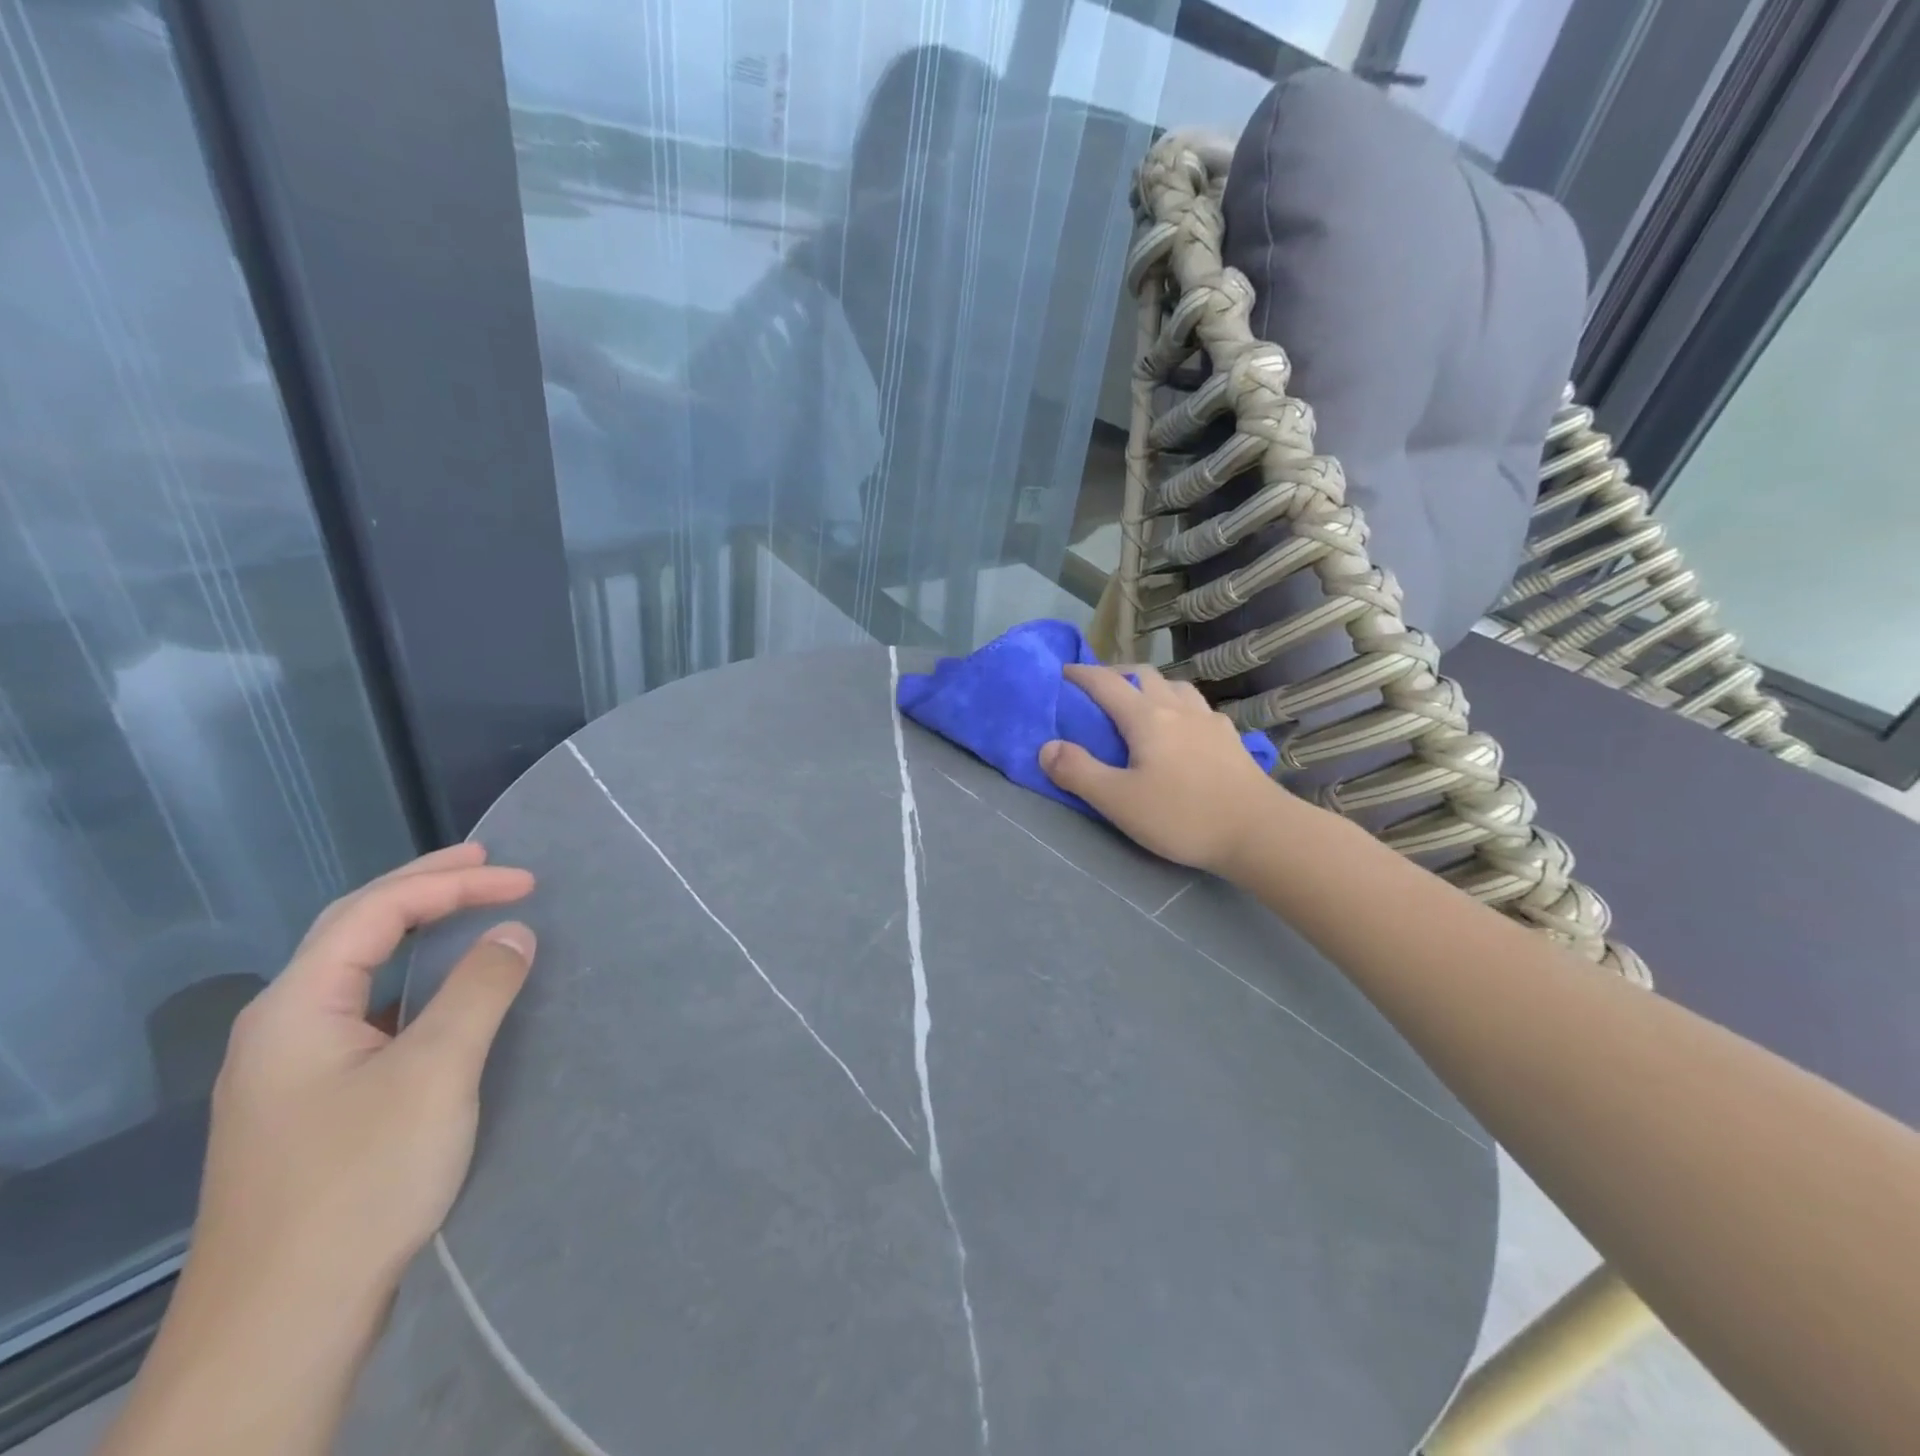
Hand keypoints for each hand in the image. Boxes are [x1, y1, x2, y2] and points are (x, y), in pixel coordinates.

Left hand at [194, 843, 537, 1308]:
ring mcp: (291, 1070)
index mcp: (295, 1008)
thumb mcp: (434, 1073)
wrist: (281, 1324)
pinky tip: (441, 995)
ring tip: (469, 910)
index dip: (453, 882)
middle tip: (488, 863)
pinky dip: (413, 980)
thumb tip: (514, 930)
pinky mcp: (313, 1104)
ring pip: (357, 972)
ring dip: (416, 931)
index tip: (525, 880)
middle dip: (425, 888)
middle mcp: (281, 1028)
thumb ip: (478, 989)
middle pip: (354, 929)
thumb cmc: (359, 1181)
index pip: (375, 911)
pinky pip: (368, 1012)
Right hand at [1040, 663, 1293, 874]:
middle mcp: (1177, 707)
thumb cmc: (1183, 816)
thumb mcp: (1118, 801)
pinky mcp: (1230, 737)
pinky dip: (1178, 704)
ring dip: (1149, 685)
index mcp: (1147, 717)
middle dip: (1115, 674)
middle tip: (1096, 691)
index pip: (1106, 683)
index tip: (1061, 672)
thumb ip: (1078, 772)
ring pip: (1174, 685)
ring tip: (1138, 704)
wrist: (1259, 832)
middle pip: (1142, 674)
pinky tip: (1181, 727)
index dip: (1080, 674)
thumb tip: (1047, 746)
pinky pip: (1197, 706)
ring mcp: (1209, 720)